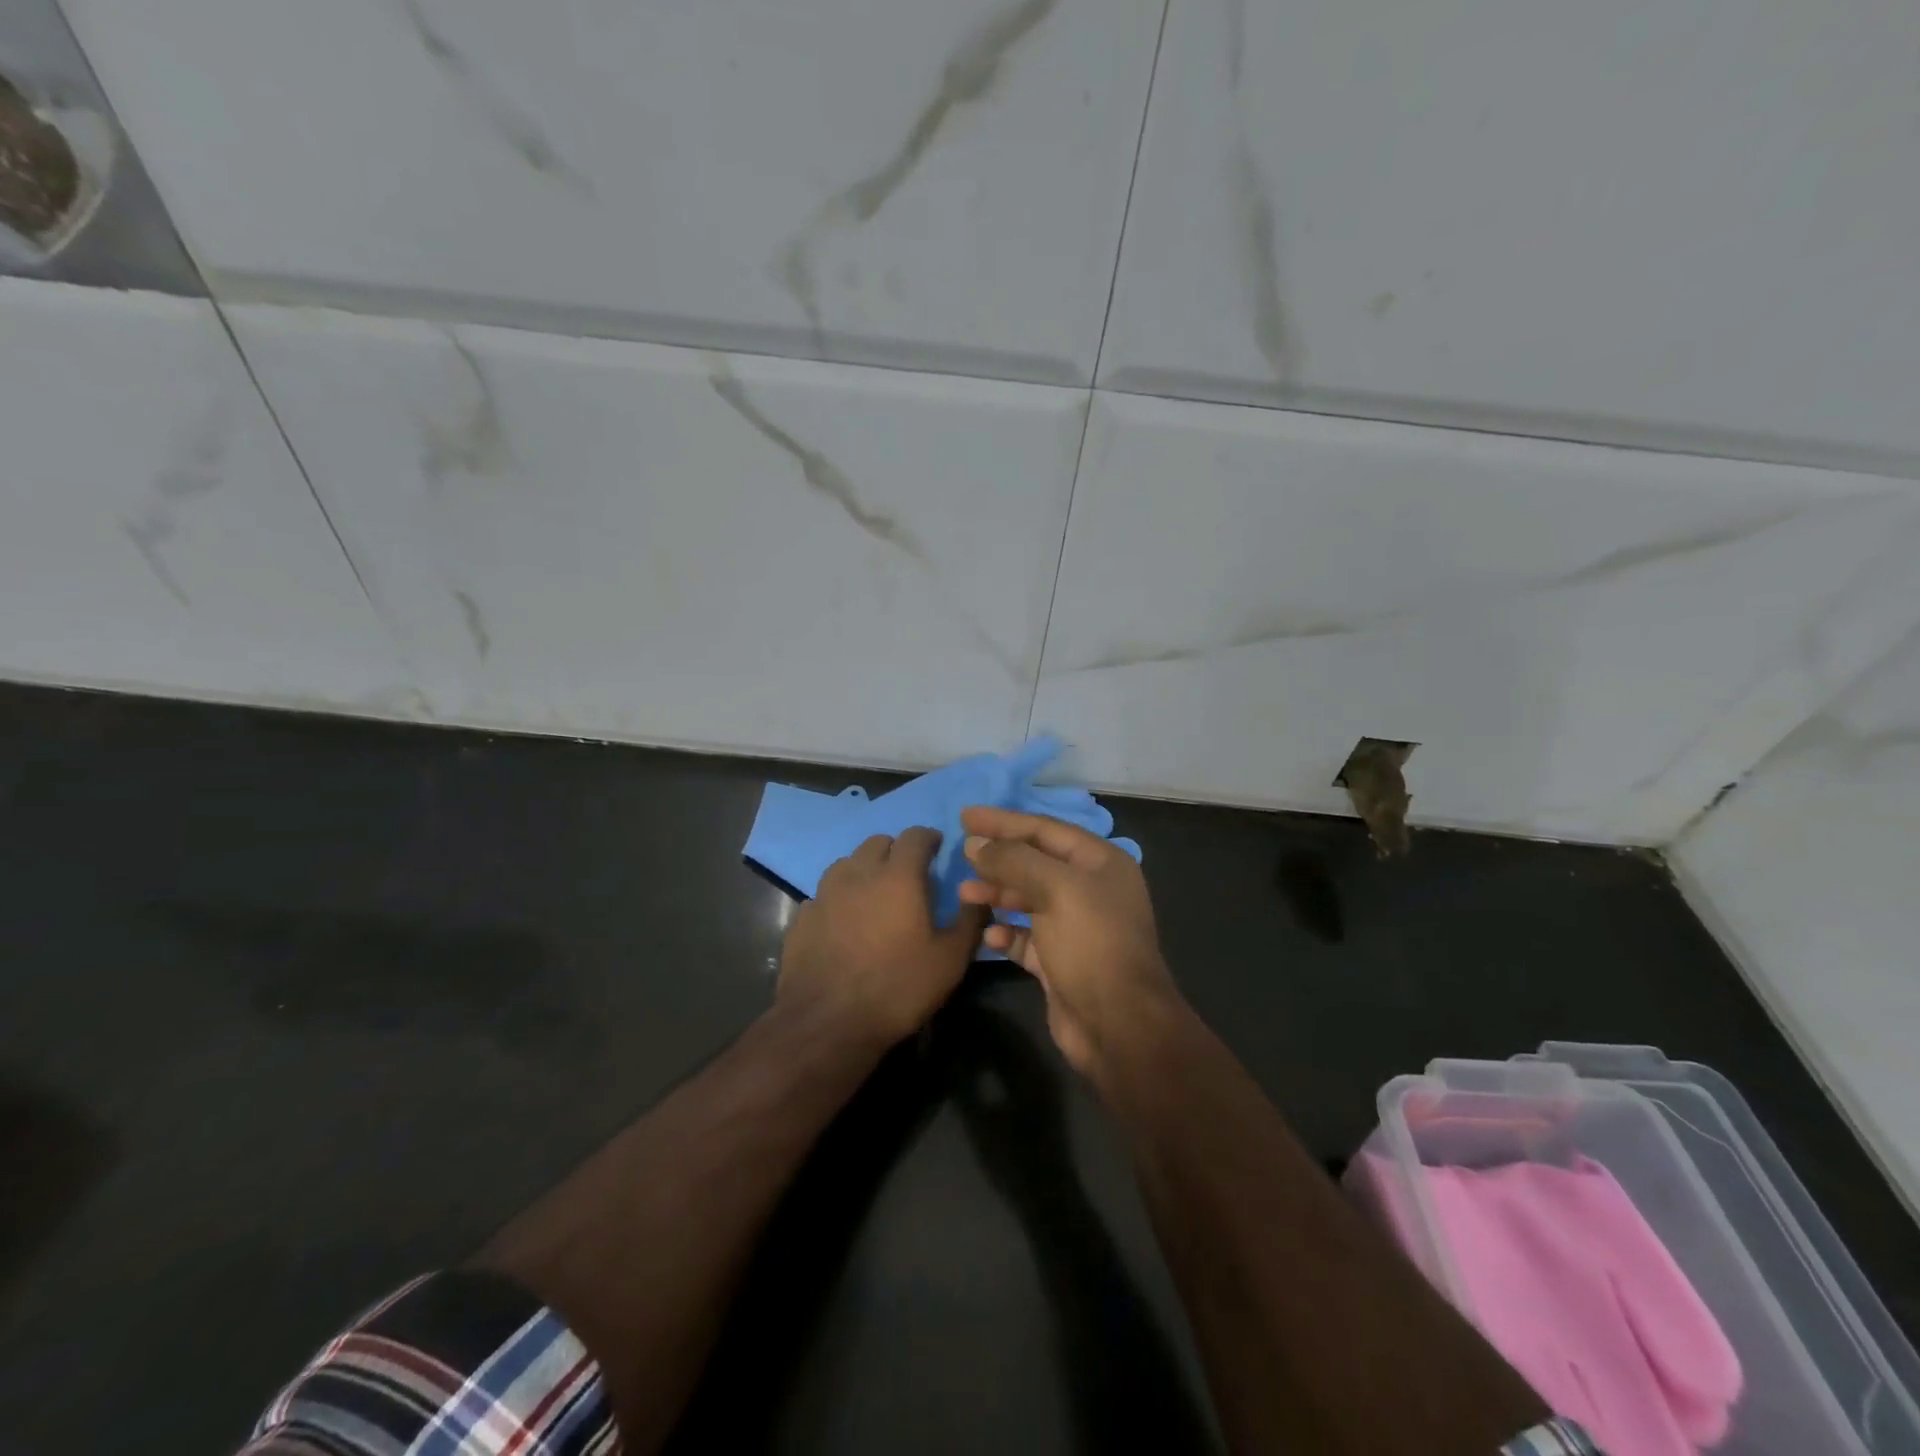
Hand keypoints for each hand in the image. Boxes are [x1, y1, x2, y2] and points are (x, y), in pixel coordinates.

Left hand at [778, 827, 985, 1047]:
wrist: (827, 1023)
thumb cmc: (897, 987)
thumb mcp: (950, 960)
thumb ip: (970, 921)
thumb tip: (979, 895)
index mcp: (898, 876)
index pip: (915, 836)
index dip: (929, 838)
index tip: (937, 849)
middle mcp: (859, 873)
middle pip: (878, 842)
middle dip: (896, 850)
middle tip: (909, 873)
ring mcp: (825, 893)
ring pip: (847, 863)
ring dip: (864, 869)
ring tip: (875, 893)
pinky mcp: (802, 916)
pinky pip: (824, 894)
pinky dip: (838, 898)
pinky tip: (844, 921)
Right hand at [958, 807, 1179, 1079]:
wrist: (1119, 1026)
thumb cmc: (1092, 945)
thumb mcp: (1056, 890)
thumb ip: (1014, 860)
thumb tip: (974, 843)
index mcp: (1100, 863)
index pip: (1045, 829)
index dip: (1004, 821)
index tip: (965, 816)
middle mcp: (1090, 890)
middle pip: (1035, 862)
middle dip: (998, 858)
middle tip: (961, 852)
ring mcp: (1076, 926)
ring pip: (1028, 898)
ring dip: (997, 893)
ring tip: (964, 893)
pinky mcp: (1060, 960)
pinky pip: (1026, 936)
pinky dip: (1006, 931)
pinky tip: (988, 934)